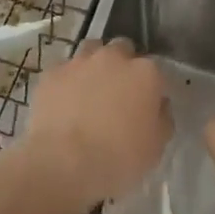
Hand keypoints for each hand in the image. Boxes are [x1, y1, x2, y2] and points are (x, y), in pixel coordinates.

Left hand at [21, 38, 171, 210]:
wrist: (64, 163)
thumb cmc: (118, 159)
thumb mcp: (156, 147)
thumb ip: (162, 118)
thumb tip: (159, 105)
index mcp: (145, 73)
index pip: (154, 70)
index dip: (149, 87)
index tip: (145, 105)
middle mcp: (114, 58)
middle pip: (122, 50)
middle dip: (122, 65)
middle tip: (117, 93)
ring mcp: (80, 61)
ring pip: (91, 50)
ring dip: (94, 65)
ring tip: (90, 91)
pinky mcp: (52, 73)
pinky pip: (64, 70)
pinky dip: (67, 81)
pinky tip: (64, 102)